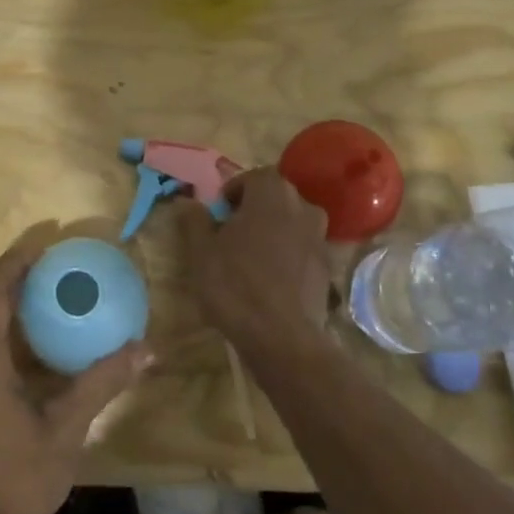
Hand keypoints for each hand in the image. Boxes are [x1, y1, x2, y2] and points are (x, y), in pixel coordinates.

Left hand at [0, 240, 153, 513]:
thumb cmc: (18, 479)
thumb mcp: (66, 429)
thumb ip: (102, 383)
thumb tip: (145, 349)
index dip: (14, 261)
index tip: (44, 238)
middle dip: (11, 273)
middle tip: (50, 256)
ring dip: (4, 299)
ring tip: (43, 286)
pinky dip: (1, 327)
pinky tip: (32, 337)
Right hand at [182, 169, 331, 347]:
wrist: (281, 336)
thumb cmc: (234, 284)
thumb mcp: (201, 251)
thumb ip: (194, 220)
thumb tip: (186, 202)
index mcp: (271, 193)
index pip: (252, 177)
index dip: (233, 192)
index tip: (218, 213)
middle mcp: (302, 206)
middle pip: (276, 197)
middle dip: (254, 209)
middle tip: (231, 233)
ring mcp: (319, 237)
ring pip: (292, 222)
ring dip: (273, 231)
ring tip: (251, 256)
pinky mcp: (327, 266)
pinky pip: (303, 249)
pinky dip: (288, 255)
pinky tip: (271, 279)